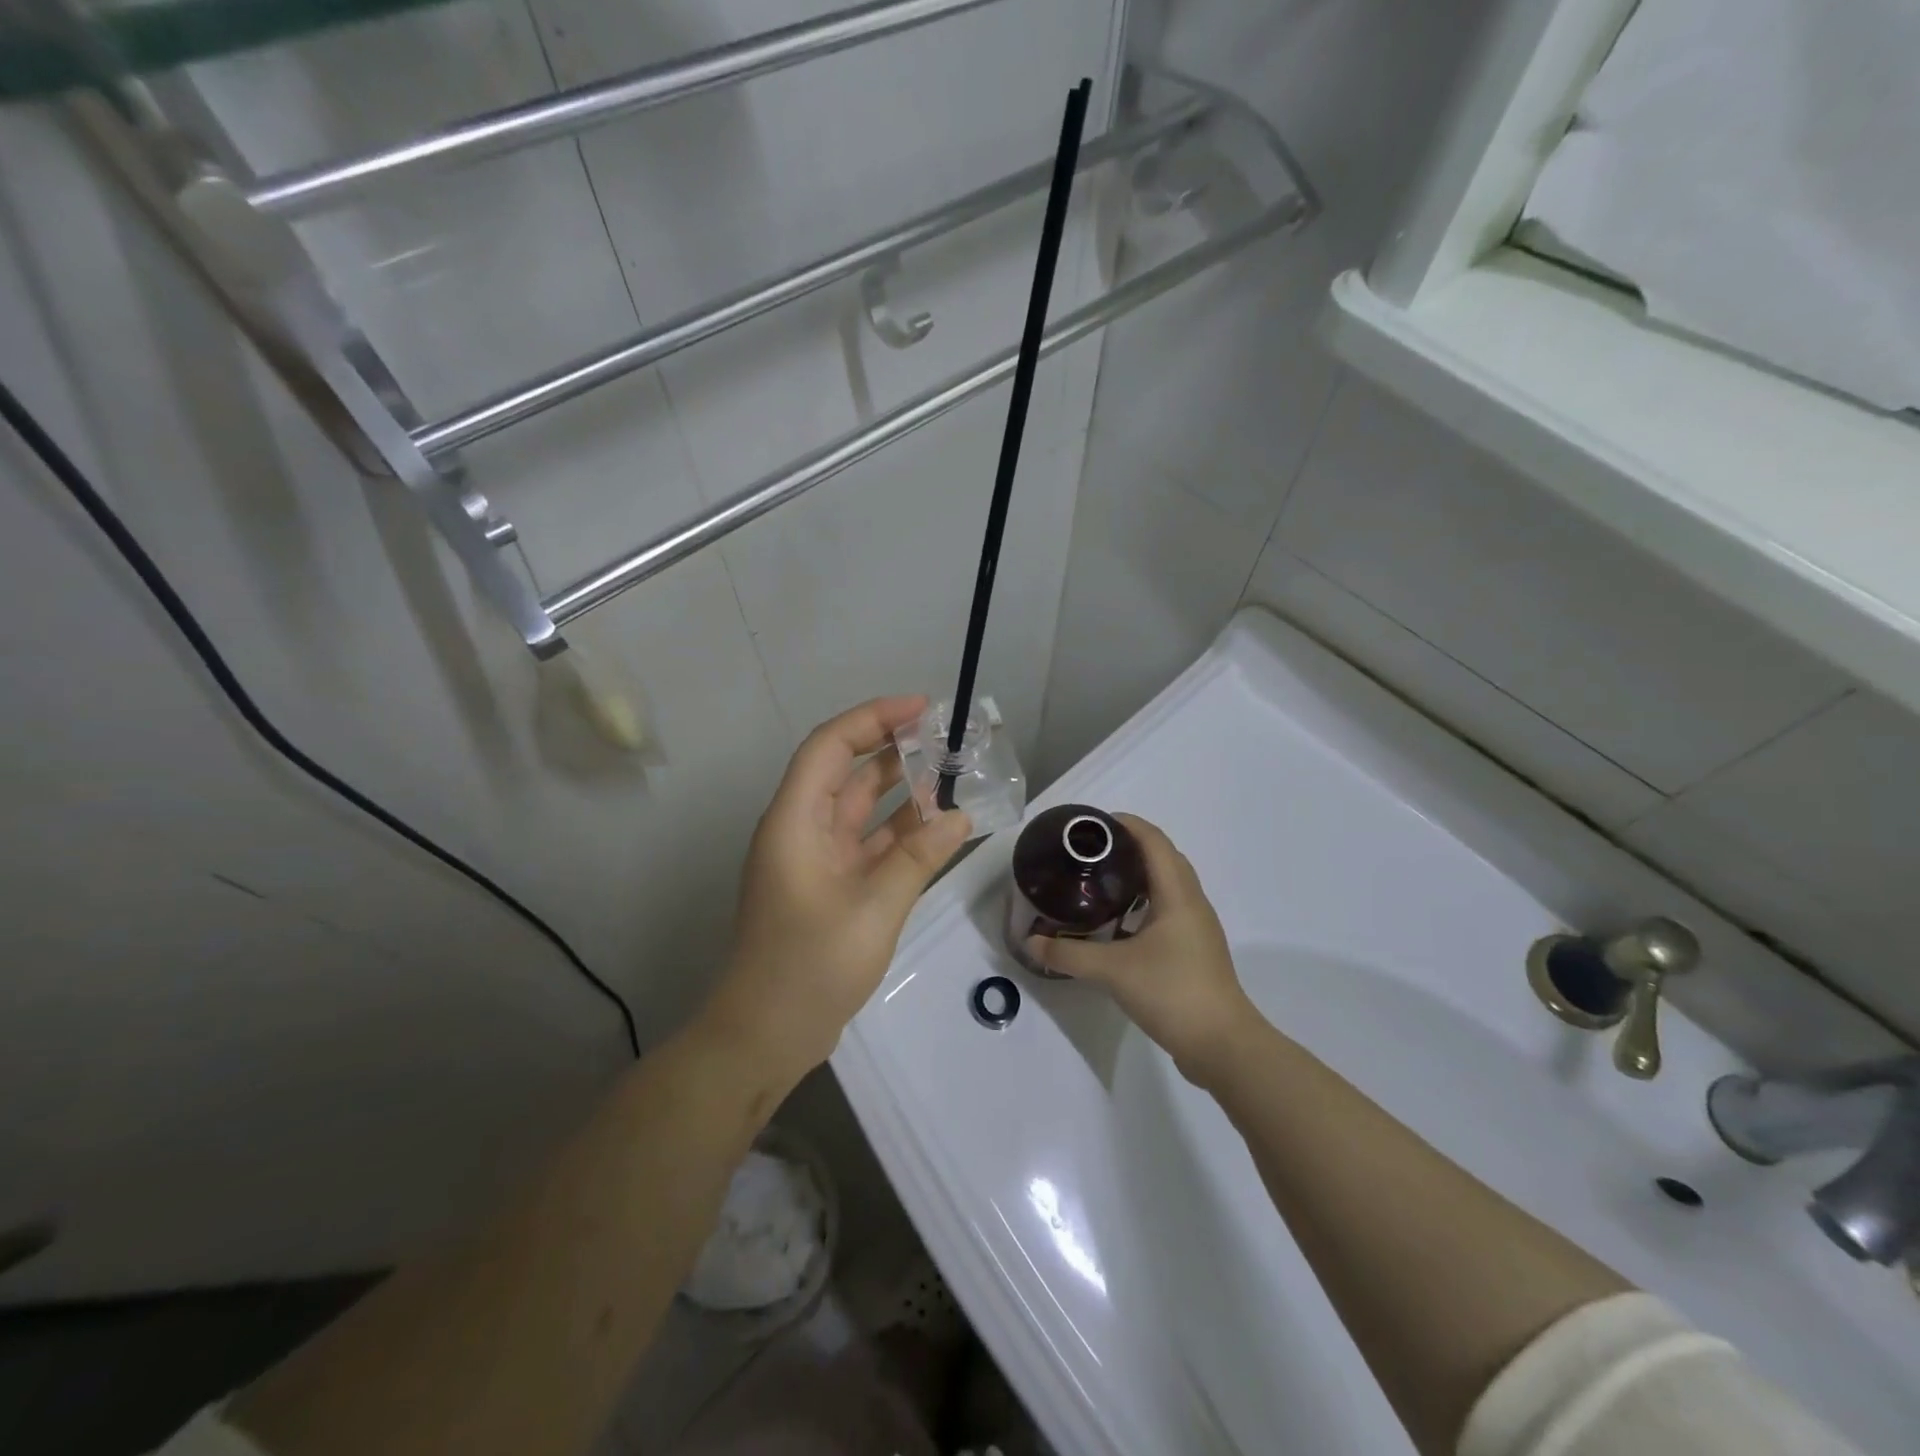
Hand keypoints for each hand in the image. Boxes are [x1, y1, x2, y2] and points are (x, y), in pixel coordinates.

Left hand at [704, 697, 970, 1086]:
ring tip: (953, 774)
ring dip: (903, 792)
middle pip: (848, 772)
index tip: (922, 708)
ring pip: (862, 809)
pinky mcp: (832, 887)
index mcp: (795, 821)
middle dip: (894, 749)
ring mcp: (818, 860)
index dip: (873, 718)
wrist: (766, 1036)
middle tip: (948, 738)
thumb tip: (960, 815)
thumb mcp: (873, 907)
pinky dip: (902, 834)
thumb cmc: (809, 966)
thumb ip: (917, 857)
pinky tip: (941, 827)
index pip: (831, 746)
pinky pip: (870, 844)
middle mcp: (803, 830)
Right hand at [1026, 815, 1259, 1084]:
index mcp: (1178, 894)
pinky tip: (1118, 922)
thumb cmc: (1172, 992)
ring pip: (1168, 884)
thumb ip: (1068, 954)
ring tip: (1100, 880)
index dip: (1126, 824)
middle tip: (1089, 852)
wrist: (1222, 1045)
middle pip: (1163, 857)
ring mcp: (1197, 927)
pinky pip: (1168, 909)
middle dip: (1129, 846)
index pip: (1154, 841)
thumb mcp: (1112, 971)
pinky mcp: (1195, 950)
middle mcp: (1192, 902)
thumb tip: (1031, 942)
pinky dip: (1144, 902)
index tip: (1092, 824)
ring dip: (1138, 874)